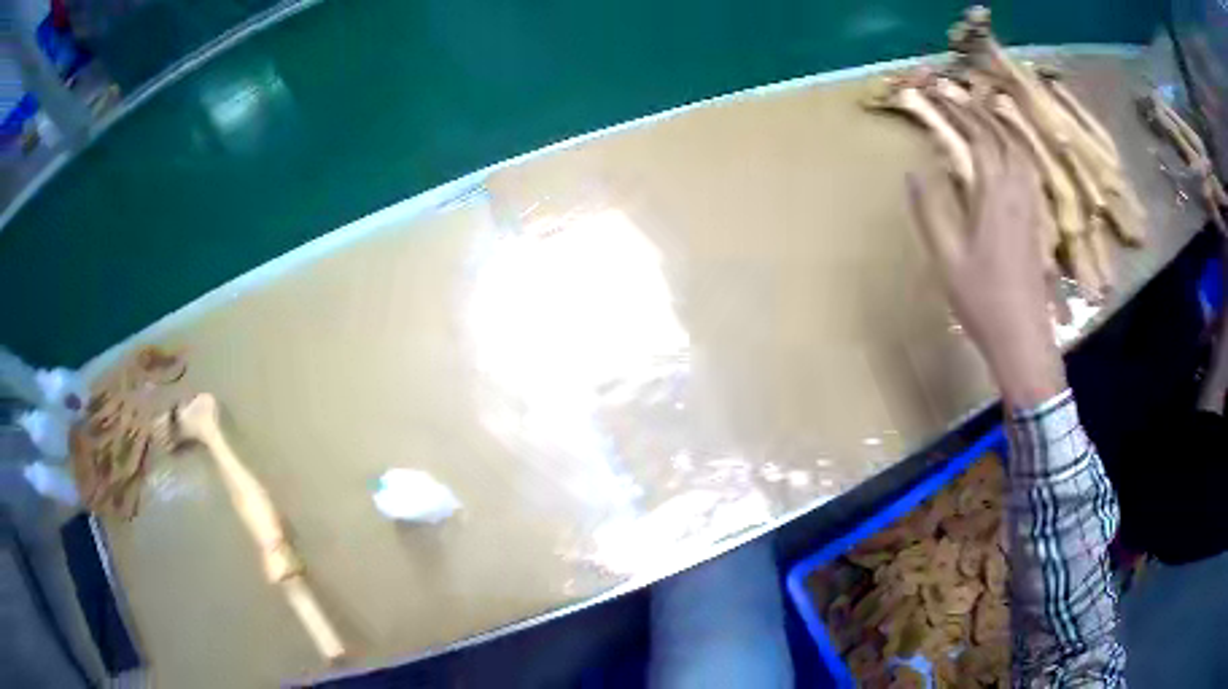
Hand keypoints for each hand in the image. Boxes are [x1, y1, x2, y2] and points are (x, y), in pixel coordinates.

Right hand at [908, 105, 1065, 408]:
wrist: (1023, 337)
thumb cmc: (982, 299)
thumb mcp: (947, 257)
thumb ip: (930, 209)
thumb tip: (915, 172)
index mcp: (995, 194)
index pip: (979, 136)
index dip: (959, 110)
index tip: (939, 90)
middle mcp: (1018, 191)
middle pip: (1003, 136)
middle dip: (980, 109)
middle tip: (959, 92)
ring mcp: (1032, 205)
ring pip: (1021, 151)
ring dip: (1002, 125)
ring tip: (985, 110)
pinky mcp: (1037, 220)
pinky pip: (1029, 171)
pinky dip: (1016, 149)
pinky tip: (1010, 152)